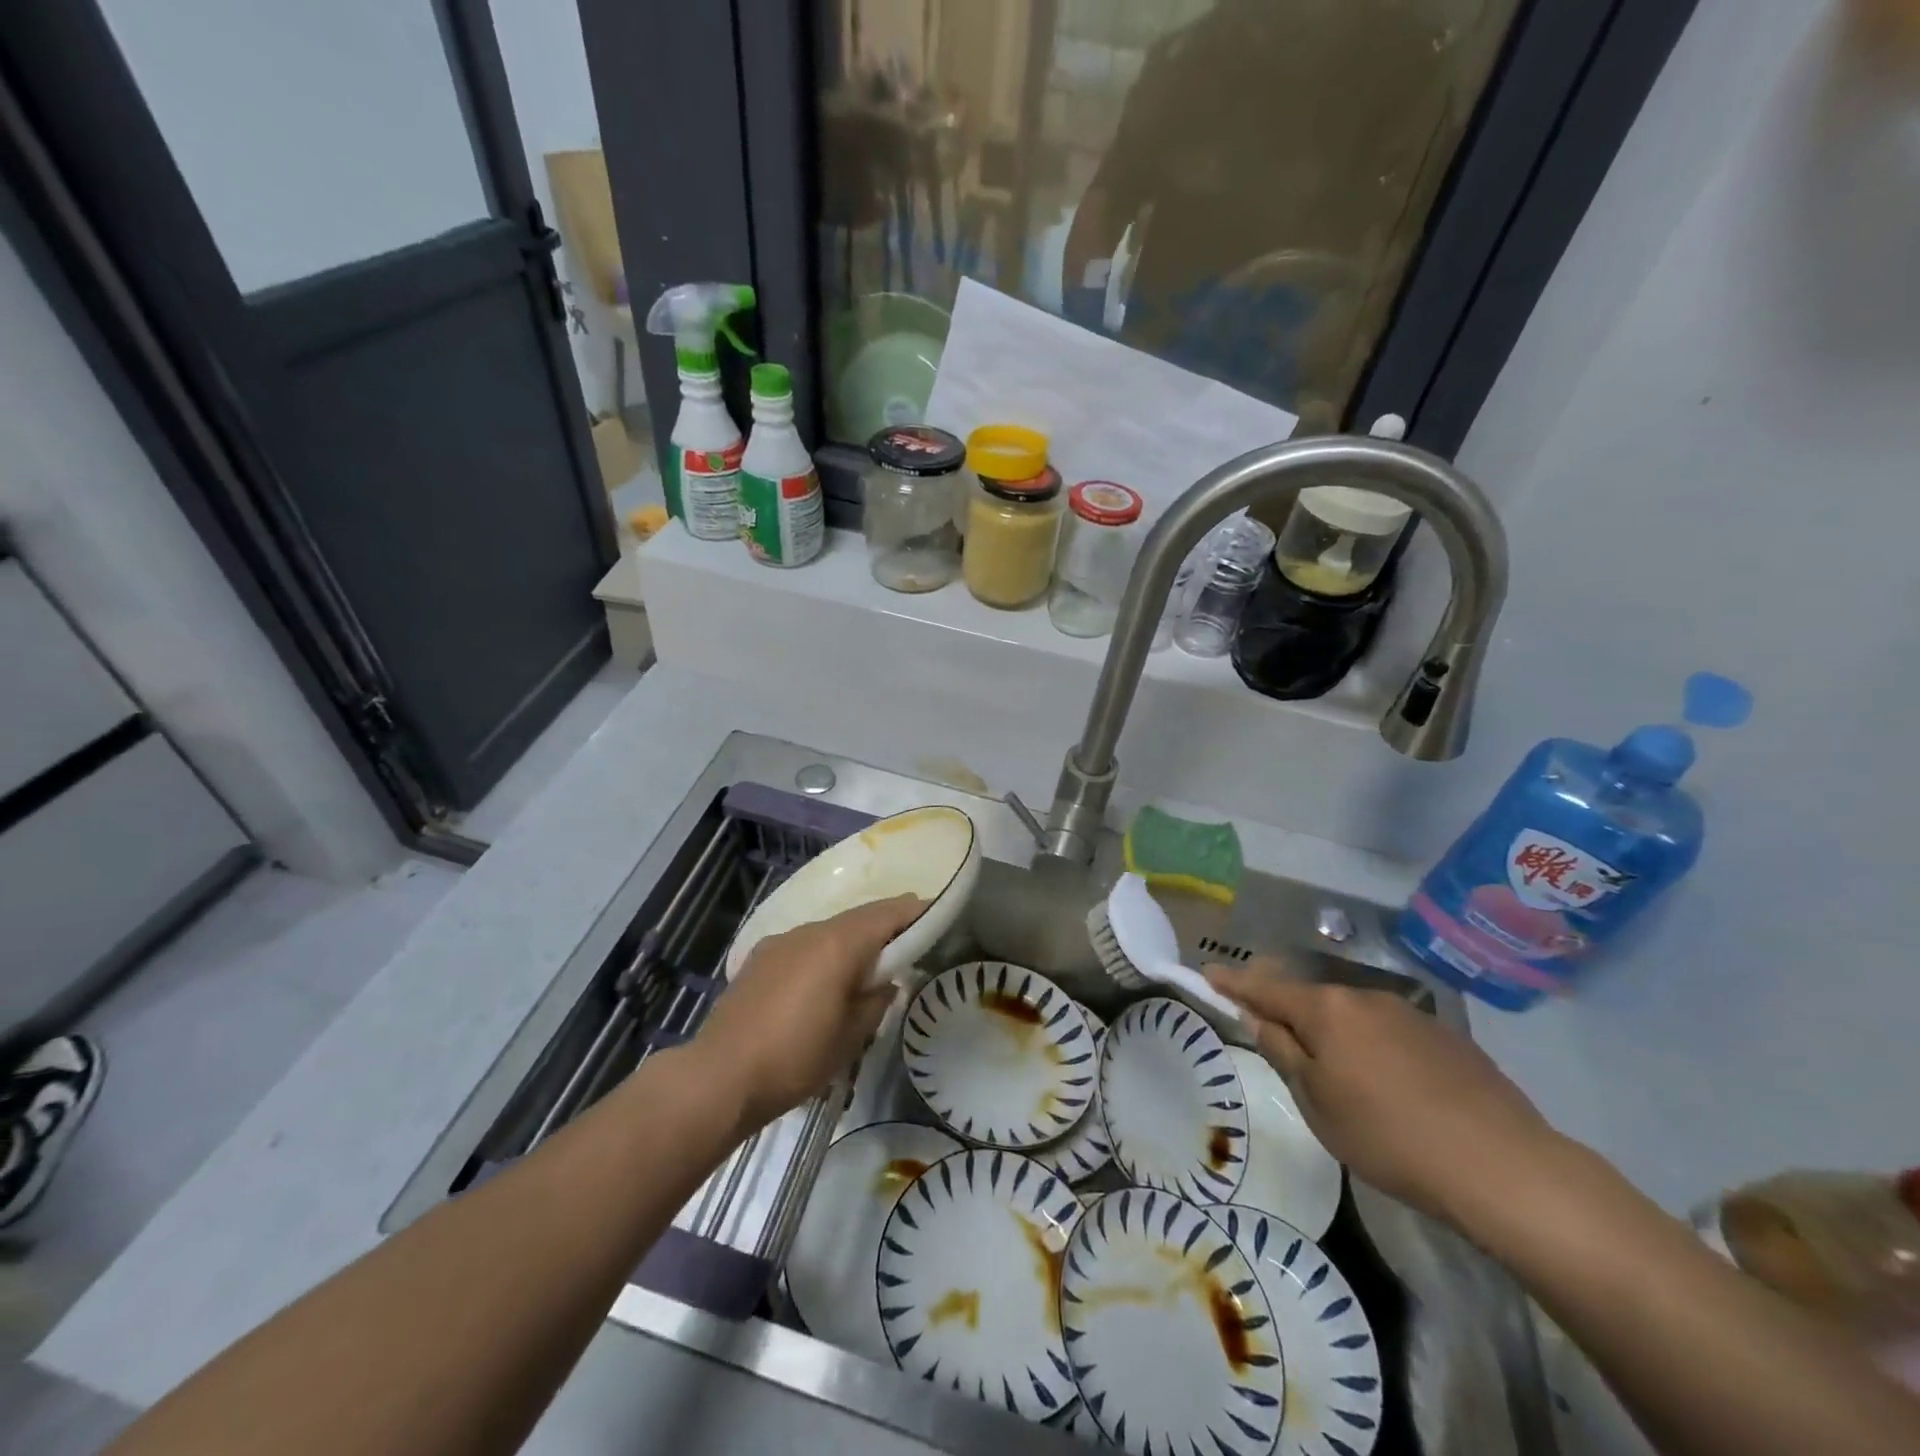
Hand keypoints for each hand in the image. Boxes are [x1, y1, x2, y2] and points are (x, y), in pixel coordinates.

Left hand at [697, 896, 923, 1130]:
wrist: (719, 1077)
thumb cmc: (796, 1057)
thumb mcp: (851, 1036)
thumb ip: (876, 1001)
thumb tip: (885, 983)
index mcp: (838, 943)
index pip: (887, 913)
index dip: (914, 912)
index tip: (936, 915)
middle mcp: (809, 931)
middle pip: (857, 919)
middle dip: (884, 928)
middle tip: (907, 948)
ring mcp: (779, 943)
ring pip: (828, 932)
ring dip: (850, 943)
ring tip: (864, 972)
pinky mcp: (758, 960)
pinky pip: (803, 947)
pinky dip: (822, 955)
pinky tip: (820, 985)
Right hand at [1206, 959, 1562, 1222]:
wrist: (1504, 1167)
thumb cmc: (1389, 1136)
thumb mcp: (1317, 1102)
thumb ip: (1283, 1052)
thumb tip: (1258, 1018)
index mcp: (1327, 1009)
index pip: (1266, 988)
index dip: (1234, 982)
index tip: (1209, 972)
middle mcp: (1365, 997)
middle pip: (1310, 997)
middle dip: (1284, 1007)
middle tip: (1267, 1026)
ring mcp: (1410, 1014)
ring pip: (1352, 1015)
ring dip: (1332, 1030)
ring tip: (1332, 1068)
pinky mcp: (1447, 1038)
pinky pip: (1388, 1032)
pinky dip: (1371, 1045)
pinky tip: (1387, 1083)